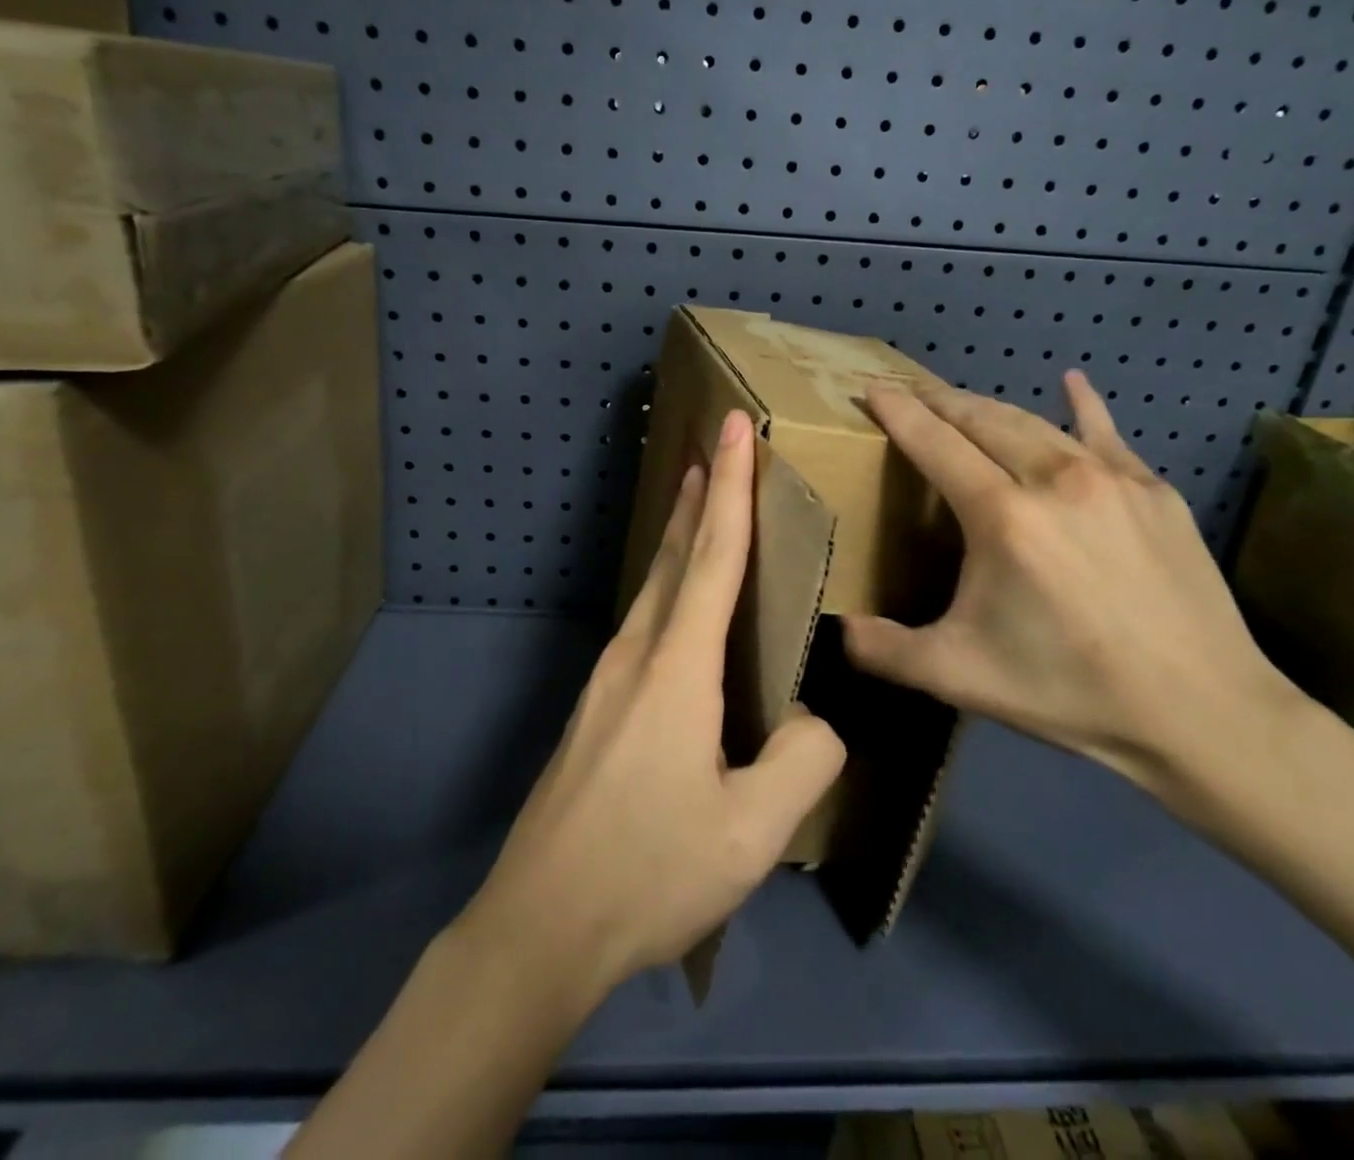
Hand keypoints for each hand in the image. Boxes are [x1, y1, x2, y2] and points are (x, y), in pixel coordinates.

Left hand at [459, 409, 845, 999]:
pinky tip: (674, 604)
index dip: (728, 486)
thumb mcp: (752, 830)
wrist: (539, 926)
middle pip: (672, 555)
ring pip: (651, 586)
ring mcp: (606, 680)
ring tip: (695, 502)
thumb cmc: (649, 872)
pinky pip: (641, 621)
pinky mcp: (595, 708)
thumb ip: (803, 761)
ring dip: (677, 536)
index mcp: (676, 667)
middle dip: (697, 495)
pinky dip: (665, 583)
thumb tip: (814, 719)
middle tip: (713, 445)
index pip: (712, 555)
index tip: (733, 427)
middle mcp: (635, 654)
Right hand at [843, 373, 1301, 797]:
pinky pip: (1104, 433)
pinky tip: (1072, 383)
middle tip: (910, 392)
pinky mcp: (1153, 489)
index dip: (899, 412)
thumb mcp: (960, 677)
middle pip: (981, 419)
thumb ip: (885, 650)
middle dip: (939, 401)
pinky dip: (1080, 405)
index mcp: (1002, 516)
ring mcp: (1110, 478)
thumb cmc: (1070, 690)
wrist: (1203, 711)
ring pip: (1033, 422)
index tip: (874, 387)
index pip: (935, 443)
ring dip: (989, 408)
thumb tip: (836, 631)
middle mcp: (1054, 479)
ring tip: (962, 402)